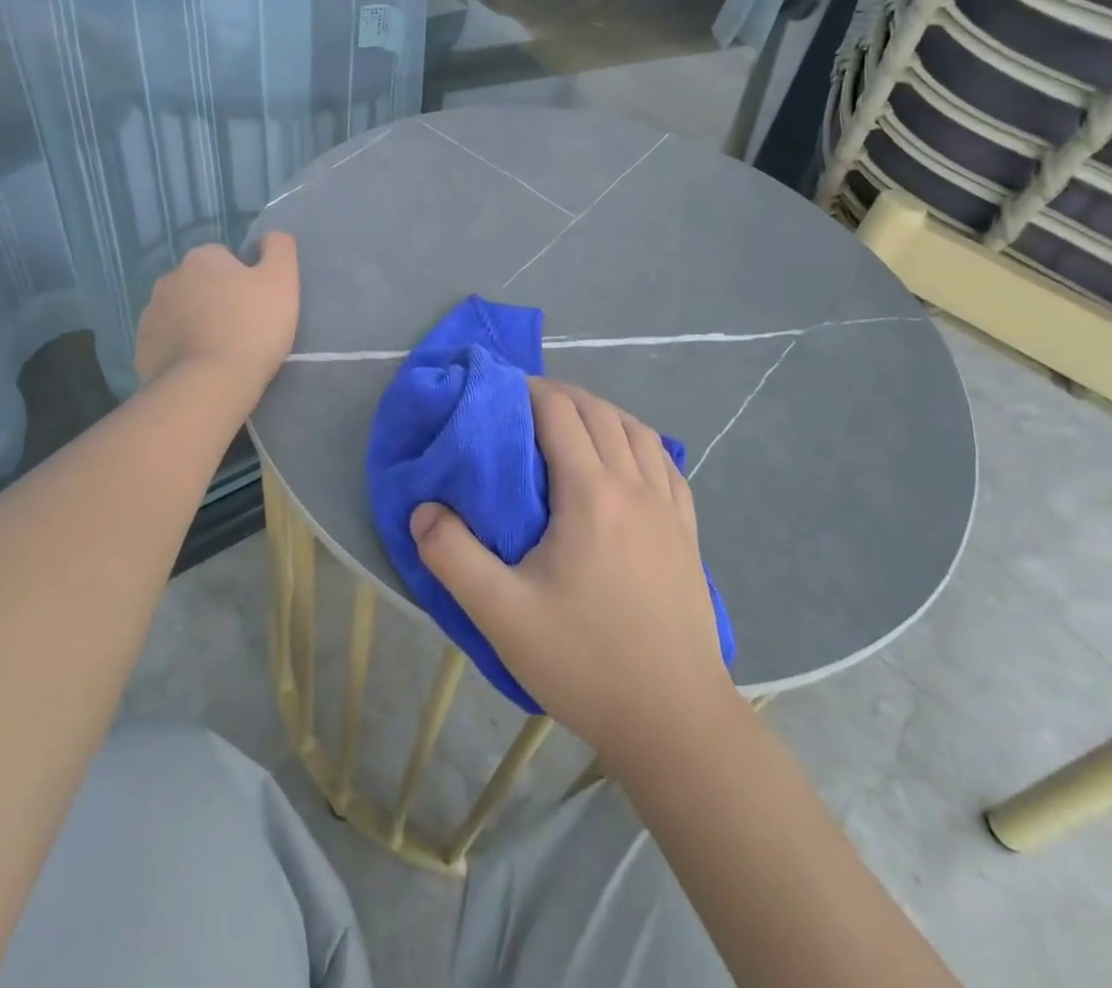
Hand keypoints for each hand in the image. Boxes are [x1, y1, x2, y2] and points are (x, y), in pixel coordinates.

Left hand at [134, 232, 299, 392]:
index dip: (244, 278)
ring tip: (222, 351)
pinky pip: (168, 342)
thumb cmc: (252, 326)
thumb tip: (270, 236)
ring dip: (197, 324)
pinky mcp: (143, 349)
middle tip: (242, 327)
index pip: (225, 257)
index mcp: (201, 258)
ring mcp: (150, 315)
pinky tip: (202, 367)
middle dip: (216, 299)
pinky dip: (182, 350)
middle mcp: (169, 279)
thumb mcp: (282, 280)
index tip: (257, 303)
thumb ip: (279, 248)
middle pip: (200, 284)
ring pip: (181, 313)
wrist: (210, 384)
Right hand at [411, 378, 737, 766]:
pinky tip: (630, 459)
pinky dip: (641, 443)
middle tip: (524, 405)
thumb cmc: (585, 663)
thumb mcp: (502, 615)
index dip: (528, 389)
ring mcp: (669, 508)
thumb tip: (423, 509)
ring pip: (637, 431)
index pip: (559, 412)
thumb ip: (453, 556)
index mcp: (590, 494)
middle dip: (560, 394)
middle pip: (599, 412)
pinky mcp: (688, 534)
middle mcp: (634, 486)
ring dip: (602, 413)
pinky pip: (667, 464)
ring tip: (573, 424)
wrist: (675, 721)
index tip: (499, 391)